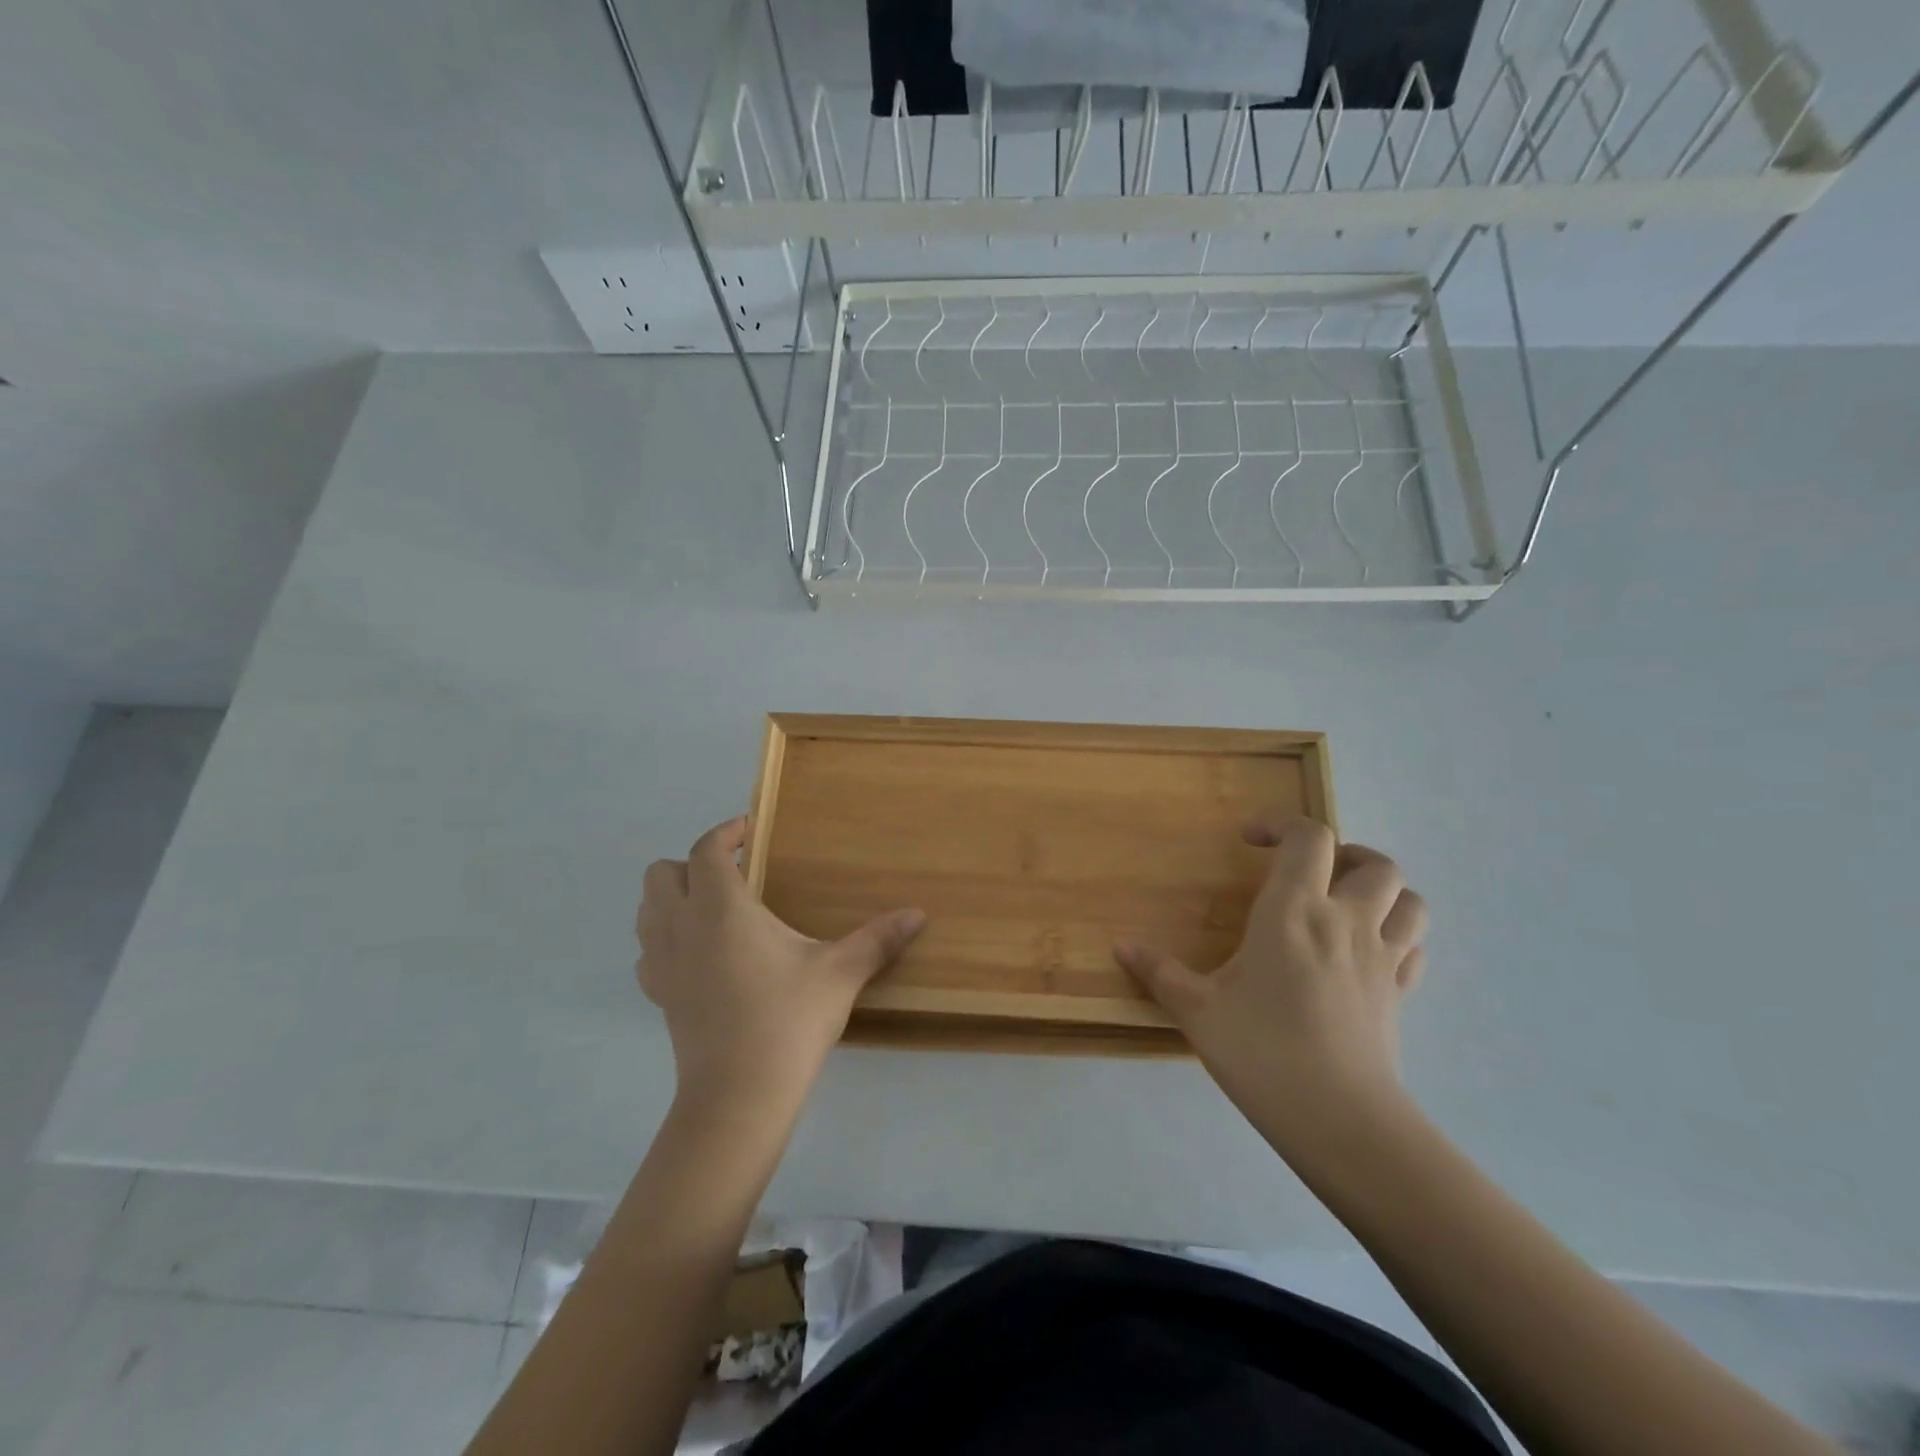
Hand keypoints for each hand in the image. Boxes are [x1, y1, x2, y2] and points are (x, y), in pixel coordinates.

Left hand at [636, 816, 925, 1111]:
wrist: (738, 1098)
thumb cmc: (788, 1022)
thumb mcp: (840, 974)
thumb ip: (878, 939)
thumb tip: (918, 914)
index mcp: (721, 908)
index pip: (706, 849)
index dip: (726, 832)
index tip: (751, 831)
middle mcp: (682, 926)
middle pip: (662, 872)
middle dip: (692, 862)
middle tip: (736, 873)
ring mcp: (663, 963)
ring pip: (647, 909)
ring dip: (672, 896)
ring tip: (715, 907)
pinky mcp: (659, 996)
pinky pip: (648, 950)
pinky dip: (665, 938)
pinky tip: (700, 953)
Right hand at [1115, 816, 1426, 1163]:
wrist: (1340, 1120)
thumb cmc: (1261, 1051)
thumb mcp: (1197, 1010)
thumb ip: (1159, 973)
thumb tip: (1120, 947)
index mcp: (1294, 911)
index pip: (1308, 838)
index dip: (1281, 825)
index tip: (1250, 840)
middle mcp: (1345, 921)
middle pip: (1374, 863)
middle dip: (1345, 854)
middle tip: (1308, 872)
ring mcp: (1381, 958)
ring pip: (1409, 901)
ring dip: (1383, 891)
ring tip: (1348, 904)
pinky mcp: (1400, 995)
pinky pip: (1414, 948)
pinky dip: (1398, 936)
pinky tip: (1368, 953)